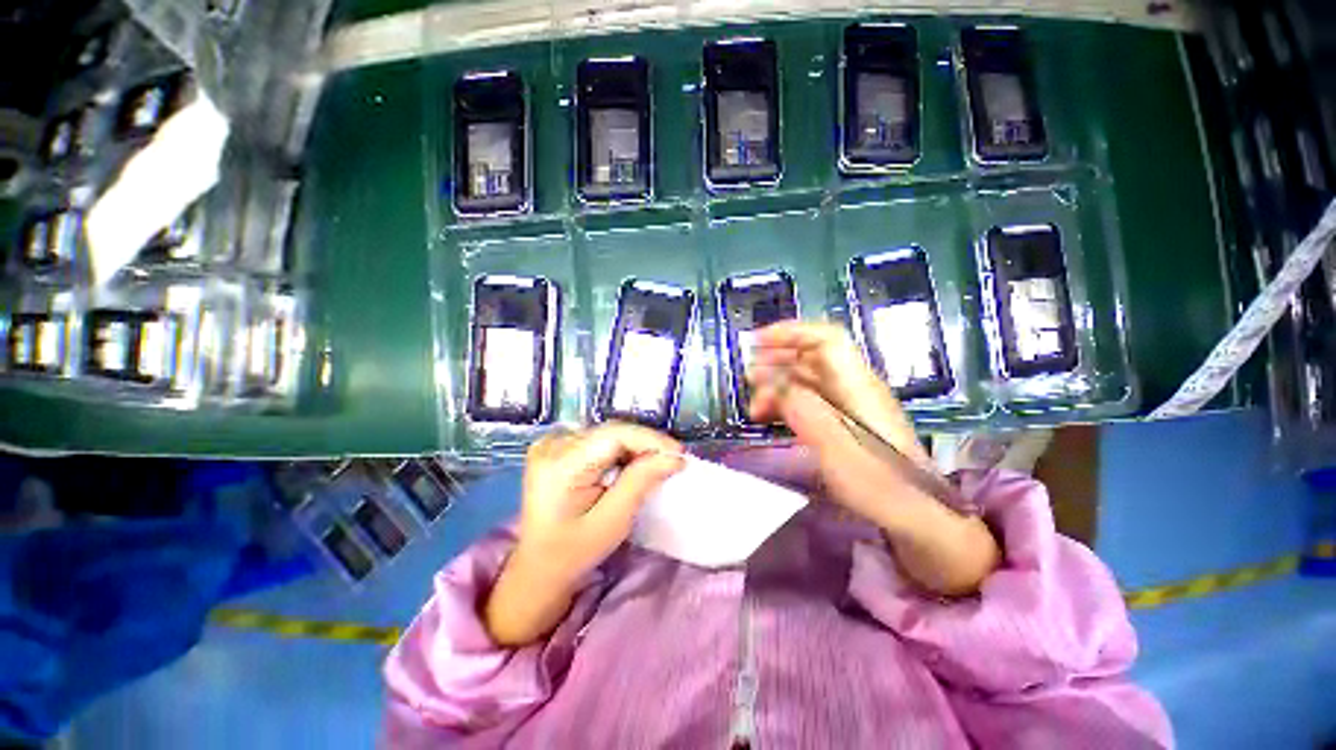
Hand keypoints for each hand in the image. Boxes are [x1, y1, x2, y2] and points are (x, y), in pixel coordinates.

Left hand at [485, 423, 683, 645]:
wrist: (538, 568)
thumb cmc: (573, 553)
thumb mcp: (611, 522)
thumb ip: (641, 483)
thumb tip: (674, 457)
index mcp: (559, 464)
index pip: (614, 435)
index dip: (650, 440)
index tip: (679, 454)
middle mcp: (552, 445)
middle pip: (611, 432)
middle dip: (646, 444)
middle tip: (674, 461)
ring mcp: (552, 443)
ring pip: (608, 434)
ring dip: (636, 447)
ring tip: (659, 463)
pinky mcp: (557, 447)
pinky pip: (599, 440)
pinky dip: (621, 450)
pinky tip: (634, 464)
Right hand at [746, 322, 998, 594]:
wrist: (914, 516)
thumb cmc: (877, 482)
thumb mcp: (833, 444)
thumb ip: (801, 407)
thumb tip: (770, 381)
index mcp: (856, 384)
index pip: (825, 339)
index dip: (790, 333)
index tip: (757, 343)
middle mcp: (852, 387)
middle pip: (812, 356)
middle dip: (776, 360)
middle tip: (748, 377)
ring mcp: (848, 405)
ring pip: (806, 380)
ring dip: (777, 385)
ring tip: (753, 405)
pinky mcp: (843, 423)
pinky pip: (809, 401)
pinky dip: (786, 403)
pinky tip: (769, 417)